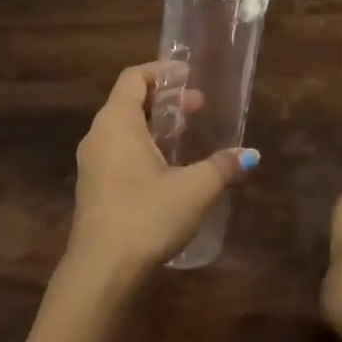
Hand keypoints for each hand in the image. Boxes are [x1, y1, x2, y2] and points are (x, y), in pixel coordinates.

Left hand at [67, 62, 256, 282]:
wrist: (101, 270)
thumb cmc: (146, 215)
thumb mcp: (194, 189)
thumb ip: (222, 167)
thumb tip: (250, 154)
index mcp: (117, 123)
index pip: (134, 78)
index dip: (161, 72)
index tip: (189, 76)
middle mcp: (98, 136)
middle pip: (128, 102)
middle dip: (164, 101)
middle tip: (197, 107)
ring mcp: (92, 164)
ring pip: (123, 130)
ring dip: (154, 126)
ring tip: (186, 136)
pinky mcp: (93, 189)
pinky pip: (118, 153)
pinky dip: (143, 147)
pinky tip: (167, 169)